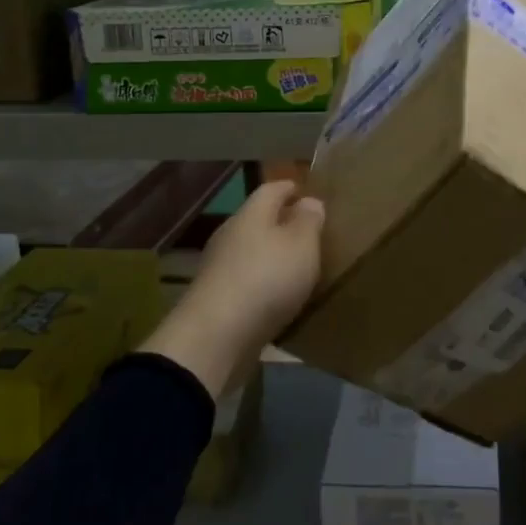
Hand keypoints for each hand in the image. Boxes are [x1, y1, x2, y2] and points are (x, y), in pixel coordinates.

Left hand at [138, 180, 324, 399]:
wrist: (216, 336)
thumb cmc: (266, 278)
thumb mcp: (302, 244)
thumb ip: (308, 221)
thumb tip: (309, 201)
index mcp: (251, 214)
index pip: (271, 189)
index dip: (290, 188)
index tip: (306, 191)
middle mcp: (231, 234)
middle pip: (258, 220)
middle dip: (281, 223)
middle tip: (308, 232)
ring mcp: (219, 268)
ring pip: (251, 251)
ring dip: (271, 255)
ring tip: (297, 267)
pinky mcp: (216, 299)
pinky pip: (246, 280)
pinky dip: (262, 282)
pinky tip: (278, 296)